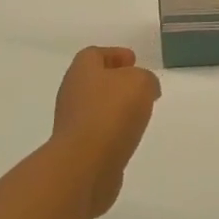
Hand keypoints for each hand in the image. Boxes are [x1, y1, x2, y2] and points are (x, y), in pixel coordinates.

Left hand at [52, 46, 161, 216]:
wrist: (84, 165)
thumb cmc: (111, 112)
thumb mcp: (141, 82)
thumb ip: (146, 79)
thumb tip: (146, 88)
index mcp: (82, 70)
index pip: (95, 54)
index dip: (115, 55)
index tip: (134, 61)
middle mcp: (72, 93)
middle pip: (94, 81)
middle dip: (116, 82)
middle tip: (139, 87)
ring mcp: (71, 123)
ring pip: (96, 108)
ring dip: (115, 108)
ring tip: (139, 113)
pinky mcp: (77, 150)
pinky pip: (98, 133)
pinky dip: (112, 132)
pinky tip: (128, 137)